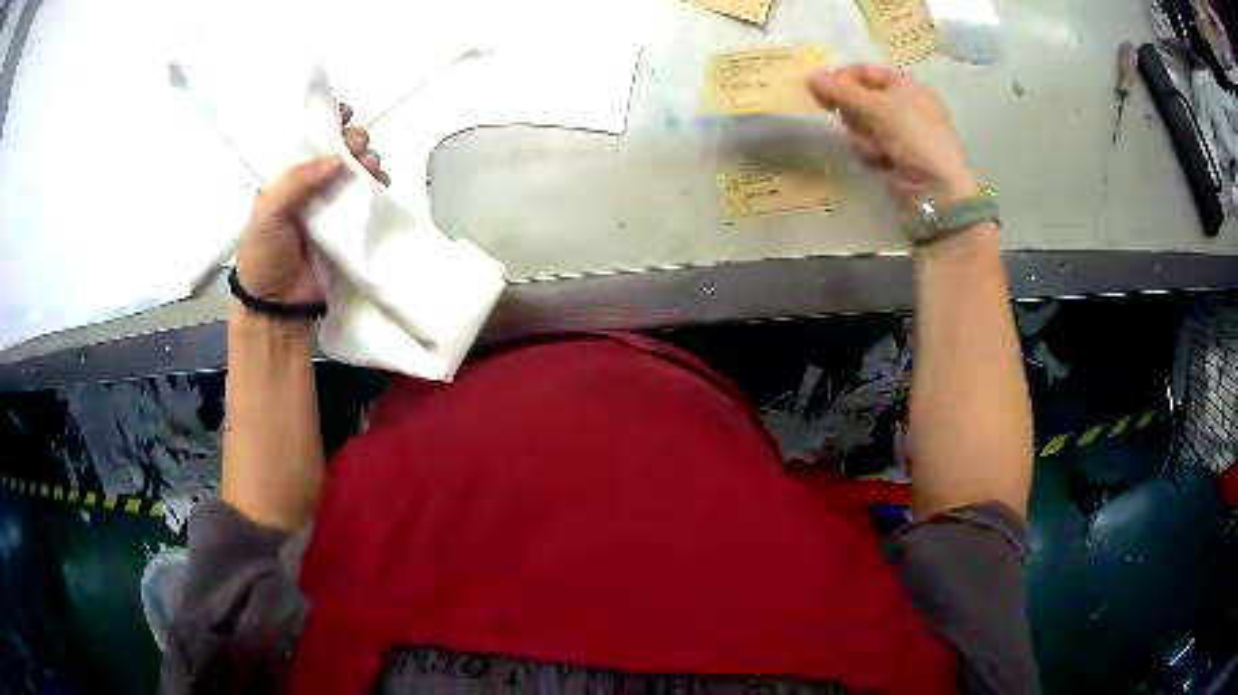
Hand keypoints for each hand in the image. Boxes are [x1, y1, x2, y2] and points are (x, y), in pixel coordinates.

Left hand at [235, 104, 388, 303]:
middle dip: (353, 140)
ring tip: (368, 167)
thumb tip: (338, 159)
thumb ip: (296, 182)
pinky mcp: (352, 224)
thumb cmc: (263, 255)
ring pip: (360, 168)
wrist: (278, 306)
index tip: (343, 114)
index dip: (327, 120)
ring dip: (368, 160)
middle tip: (353, 148)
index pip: (310, 137)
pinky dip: (380, 185)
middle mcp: (313, 183)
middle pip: (341, 147)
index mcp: (288, 174)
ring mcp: (334, 203)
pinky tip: (378, 184)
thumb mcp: (267, 213)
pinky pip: (372, 196)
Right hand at [808, 66, 975, 204]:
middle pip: (859, 100)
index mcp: (906, 86)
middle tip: (852, 123)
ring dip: (861, 138)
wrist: (937, 188)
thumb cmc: (914, 137)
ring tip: (875, 150)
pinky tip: (880, 163)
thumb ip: (841, 91)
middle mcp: (903, 106)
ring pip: (860, 126)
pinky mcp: (894, 157)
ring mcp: (899, 133)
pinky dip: (869, 154)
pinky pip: (868, 147)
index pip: (864, 72)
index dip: (842, 79)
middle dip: (853, 114)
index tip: (822, 91)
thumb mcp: (877, 107)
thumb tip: (810, 77)